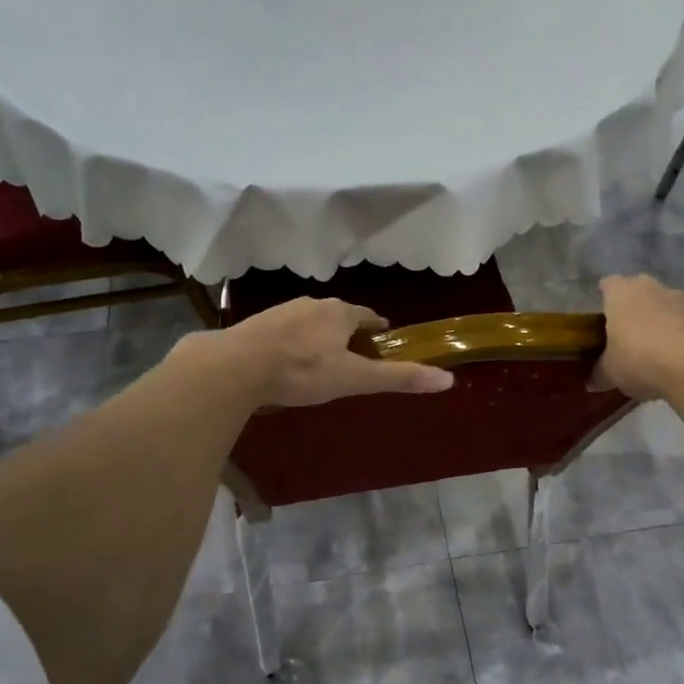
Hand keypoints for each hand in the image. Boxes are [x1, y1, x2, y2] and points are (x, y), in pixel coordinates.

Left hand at [187, 298, 454, 406]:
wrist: (236, 366)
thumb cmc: (302, 371)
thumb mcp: (354, 378)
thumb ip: (398, 378)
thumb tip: (447, 379)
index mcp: (340, 312)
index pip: (368, 316)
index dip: (378, 330)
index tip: (382, 344)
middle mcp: (312, 303)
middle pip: (339, 317)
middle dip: (348, 334)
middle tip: (354, 358)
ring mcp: (282, 311)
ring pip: (310, 322)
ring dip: (319, 337)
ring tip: (322, 362)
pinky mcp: (257, 324)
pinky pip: (285, 331)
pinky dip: (293, 343)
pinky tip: (288, 363)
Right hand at [594, 274, 683, 400]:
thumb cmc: (640, 360)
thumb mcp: (611, 373)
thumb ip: (600, 373)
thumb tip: (591, 382)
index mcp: (622, 294)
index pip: (608, 284)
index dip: (605, 297)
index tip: (603, 316)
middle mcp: (652, 288)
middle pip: (639, 291)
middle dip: (635, 307)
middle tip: (629, 333)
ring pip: (666, 305)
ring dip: (662, 320)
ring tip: (658, 349)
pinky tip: (682, 358)